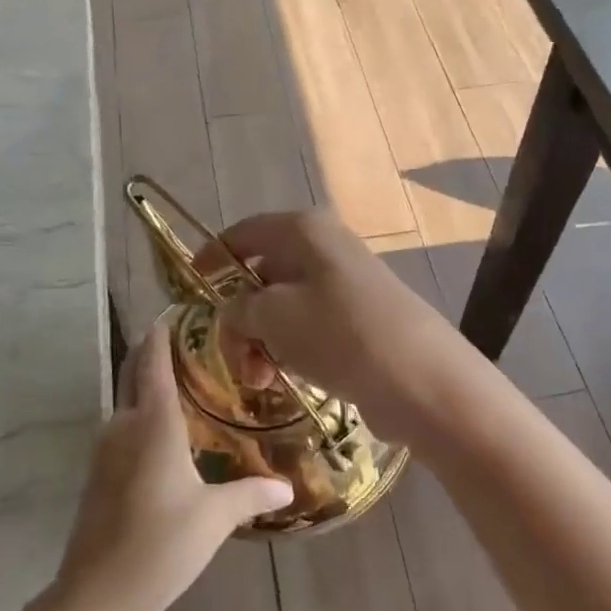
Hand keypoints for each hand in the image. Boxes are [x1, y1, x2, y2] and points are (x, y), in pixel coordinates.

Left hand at [51, 322, 292, 610]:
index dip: (162, 332)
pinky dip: (144, 418)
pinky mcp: (99, 474)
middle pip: (135, 374)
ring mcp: (106, 450)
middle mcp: (124, 425)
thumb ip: (250, 494)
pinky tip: (170, 437)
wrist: (96, 596)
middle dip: (156, 354)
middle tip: (193, 344)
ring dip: (150, 388)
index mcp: (153, 423)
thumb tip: (288, 487)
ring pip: (128, 403)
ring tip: (190, 386)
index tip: (178, 310)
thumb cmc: (160, 546)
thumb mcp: (214, 518)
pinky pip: (125, 430)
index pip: (154, 360)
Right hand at [195, 209, 482, 444]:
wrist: (419, 378)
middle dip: (240, 317)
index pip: (243, 233)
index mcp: (303, 231)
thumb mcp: (272, 316)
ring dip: (261, 341)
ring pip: (283, 307)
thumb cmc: (338, 333)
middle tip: (234, 357)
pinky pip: (308, 328)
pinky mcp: (358, 320)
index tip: (190, 287)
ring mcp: (344, 285)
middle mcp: (324, 249)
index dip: (212, 258)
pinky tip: (286, 380)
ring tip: (260, 380)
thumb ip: (239, 309)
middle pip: (262, 274)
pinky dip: (289, 350)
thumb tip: (236, 313)